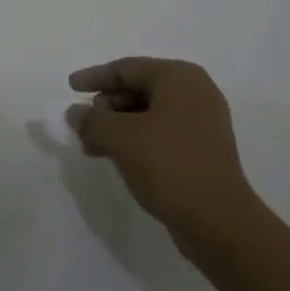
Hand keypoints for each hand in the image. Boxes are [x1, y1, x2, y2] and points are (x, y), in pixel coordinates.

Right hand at [68, 56, 257, 242]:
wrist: (219, 222)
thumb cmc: (169, 166)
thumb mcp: (121, 138)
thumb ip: (92, 120)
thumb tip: (75, 113)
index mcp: (179, 77)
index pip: (127, 68)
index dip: (95, 77)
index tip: (70, 87)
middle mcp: (194, 92)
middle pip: (138, 88)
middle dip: (106, 106)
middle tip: (82, 125)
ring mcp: (202, 121)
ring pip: (148, 113)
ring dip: (117, 126)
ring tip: (92, 147)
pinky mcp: (203, 149)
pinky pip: (160, 132)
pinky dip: (135, 139)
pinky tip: (115, 158)